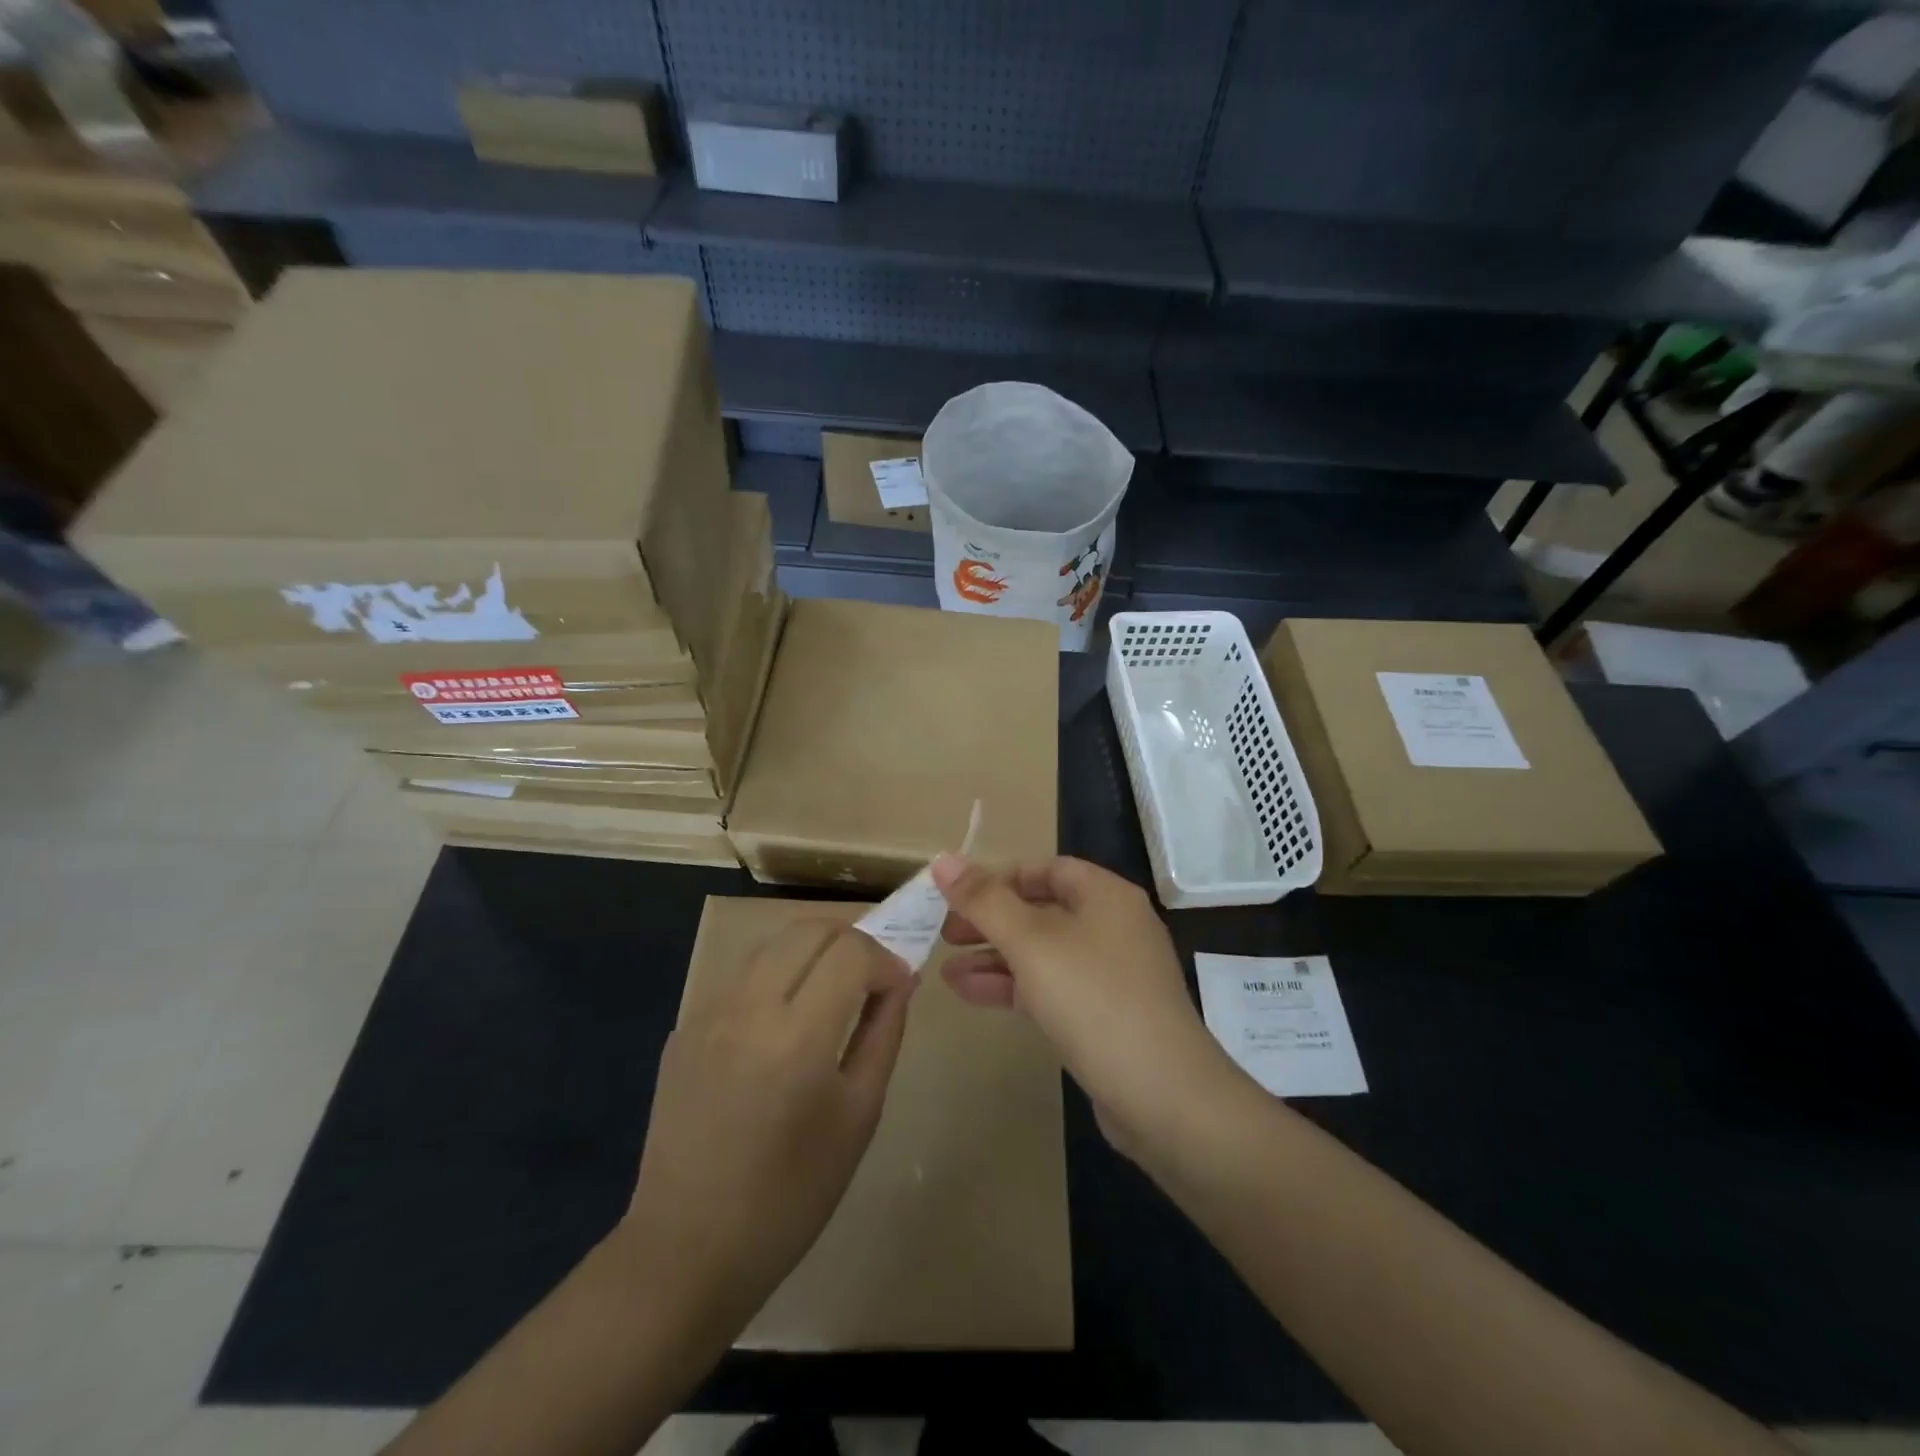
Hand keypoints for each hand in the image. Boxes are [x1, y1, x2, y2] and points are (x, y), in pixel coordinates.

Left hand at [618, 921, 913, 1328]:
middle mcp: (747, 1008)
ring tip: (830, 989)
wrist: (688, 1250)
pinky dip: (774, 979)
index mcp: (798, 1036)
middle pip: (807, 930)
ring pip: (770, 945)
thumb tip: (899, 983)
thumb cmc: (791, 1195)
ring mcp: (707, 1014)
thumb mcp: (858, 1116)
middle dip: (850, 939)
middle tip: (870, 974)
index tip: (898, 985)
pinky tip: (782, 1024)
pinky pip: (740, 979)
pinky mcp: (683, 1029)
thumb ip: (883, 1035)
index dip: (885, 958)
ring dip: (810, 952)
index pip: (851, 952)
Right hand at [931, 855, 1241, 1156]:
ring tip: (945, 972)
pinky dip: (1014, 987)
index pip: (1046, 869)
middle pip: (1042, 910)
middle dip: (991, 921)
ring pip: (1043, 953)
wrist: (1164, 1096)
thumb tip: (942, 859)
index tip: (958, 897)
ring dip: (995, 958)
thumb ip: (984, 900)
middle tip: (945, 934)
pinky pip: (1052, 988)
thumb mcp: (1031, 942)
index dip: (999, 878)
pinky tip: (972, 995)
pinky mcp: (1106, 1016)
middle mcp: (1113, 926)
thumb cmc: (1094, 999)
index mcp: (1106, 896)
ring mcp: (1112, 974)